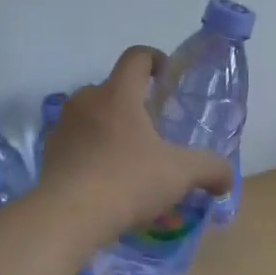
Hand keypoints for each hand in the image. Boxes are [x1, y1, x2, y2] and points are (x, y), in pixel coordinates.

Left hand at [38, 46, 234, 239]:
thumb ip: (211, 169)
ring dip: (111, 128)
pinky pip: (76, 143)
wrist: (67, 217)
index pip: (137, 57)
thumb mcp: (181, 174)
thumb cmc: (127, 181)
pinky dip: (92, 152)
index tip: (166, 77)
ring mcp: (63, 127)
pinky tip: (106, 180)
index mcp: (119, 93)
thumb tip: (226, 178)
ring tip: (130, 158)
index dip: (155, 59)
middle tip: (154, 129)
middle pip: (113, 88)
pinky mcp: (49, 154)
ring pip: (92, 116)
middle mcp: (87, 101)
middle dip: (134, 103)